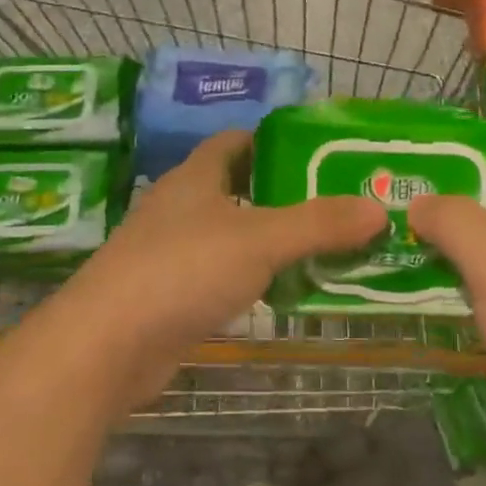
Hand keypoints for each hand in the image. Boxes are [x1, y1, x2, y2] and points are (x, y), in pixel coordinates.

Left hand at [63, 131, 386, 407]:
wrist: (107, 345)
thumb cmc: (182, 270)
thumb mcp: (259, 240)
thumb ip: (319, 224)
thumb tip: (378, 207)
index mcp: (195, 176)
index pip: (236, 141)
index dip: (275, 142)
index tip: (320, 154)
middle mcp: (181, 207)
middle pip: (239, 188)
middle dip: (285, 194)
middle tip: (339, 204)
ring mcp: (172, 252)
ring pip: (232, 235)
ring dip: (272, 240)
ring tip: (326, 247)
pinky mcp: (171, 295)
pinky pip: (223, 276)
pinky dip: (253, 278)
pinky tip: (284, 292)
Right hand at [409, 149, 485, 454]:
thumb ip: (458, 223)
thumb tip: (418, 201)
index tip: (442, 142)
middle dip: (454, 195)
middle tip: (401, 184)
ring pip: (484, 254)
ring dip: (445, 243)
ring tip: (392, 227)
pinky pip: (478, 295)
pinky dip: (448, 285)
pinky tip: (407, 281)